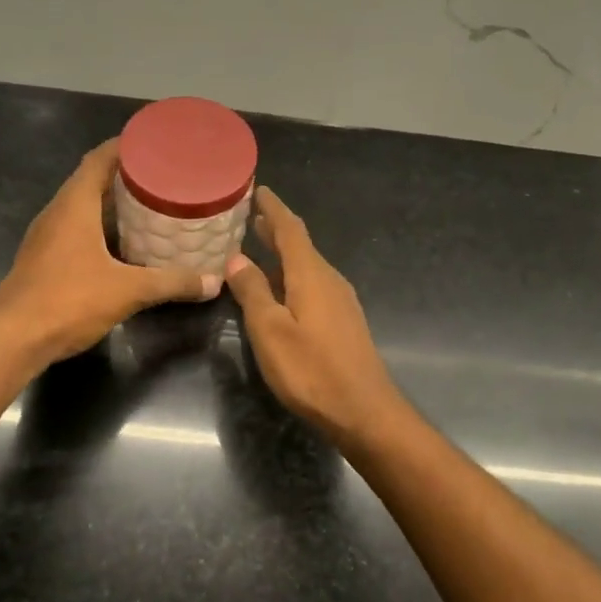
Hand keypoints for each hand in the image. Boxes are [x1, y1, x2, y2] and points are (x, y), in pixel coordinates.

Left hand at [0, 140, 220, 365]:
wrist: (13, 339)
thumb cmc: (69, 301)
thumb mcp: (128, 291)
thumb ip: (171, 283)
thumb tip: (213, 283)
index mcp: (74, 204)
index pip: (99, 159)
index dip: (126, 146)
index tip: (155, 144)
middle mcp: (57, 212)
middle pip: (92, 180)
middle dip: (126, 176)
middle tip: (164, 177)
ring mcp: (47, 236)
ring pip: (83, 208)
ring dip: (113, 204)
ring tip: (150, 206)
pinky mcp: (44, 259)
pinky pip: (76, 230)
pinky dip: (101, 229)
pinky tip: (124, 245)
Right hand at [225, 186, 404, 443]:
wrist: (364, 411)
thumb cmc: (311, 370)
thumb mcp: (270, 331)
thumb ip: (253, 292)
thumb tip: (237, 259)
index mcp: (311, 275)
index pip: (291, 229)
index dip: (273, 209)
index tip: (259, 190)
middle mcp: (329, 280)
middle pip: (301, 246)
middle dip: (277, 230)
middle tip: (252, 217)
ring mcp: (340, 301)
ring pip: (307, 267)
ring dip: (283, 254)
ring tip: (259, 248)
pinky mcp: (343, 322)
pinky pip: (313, 285)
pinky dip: (292, 276)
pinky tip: (281, 290)